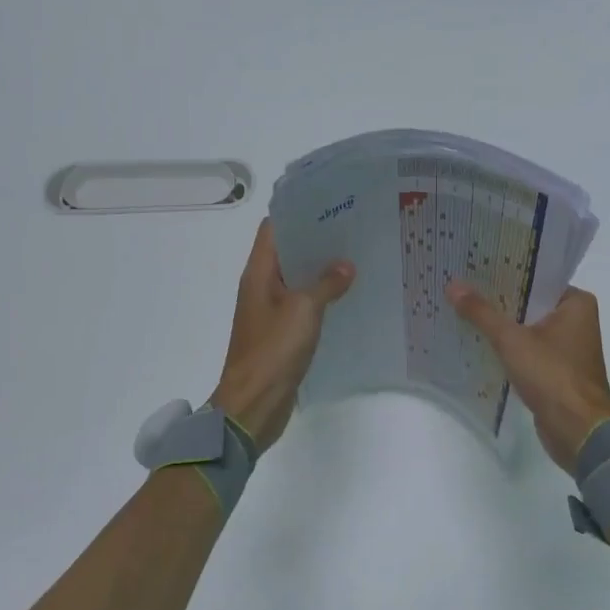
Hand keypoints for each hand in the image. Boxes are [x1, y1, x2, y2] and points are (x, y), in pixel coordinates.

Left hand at [210, 220, 354, 453]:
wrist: (253, 405)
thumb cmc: (273, 351)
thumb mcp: (303, 311)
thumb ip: (325, 284)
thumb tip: (345, 265)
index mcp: (258, 274)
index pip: (273, 229)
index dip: (297, 213)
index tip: (329, 205)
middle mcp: (261, 287)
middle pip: (287, 252)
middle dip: (316, 241)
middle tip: (352, 229)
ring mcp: (270, 311)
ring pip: (296, 280)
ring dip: (320, 270)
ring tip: (356, 257)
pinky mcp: (280, 333)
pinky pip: (302, 306)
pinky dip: (320, 297)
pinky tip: (347, 295)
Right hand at [447, 282, 609, 474]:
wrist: (578, 432)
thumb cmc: (552, 375)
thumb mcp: (511, 340)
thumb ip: (481, 312)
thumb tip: (452, 284)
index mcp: (576, 303)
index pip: (536, 277)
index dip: (505, 272)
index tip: (474, 265)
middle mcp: (576, 319)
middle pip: (529, 302)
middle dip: (498, 298)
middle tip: (461, 285)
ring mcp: (567, 346)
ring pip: (527, 325)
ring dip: (501, 323)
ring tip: (463, 308)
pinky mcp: (557, 369)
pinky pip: (527, 347)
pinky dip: (507, 345)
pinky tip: (478, 340)